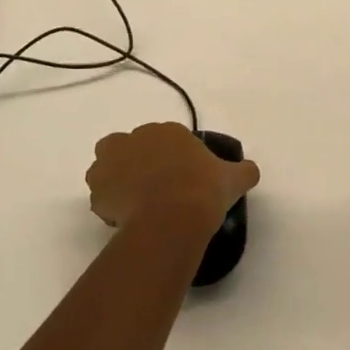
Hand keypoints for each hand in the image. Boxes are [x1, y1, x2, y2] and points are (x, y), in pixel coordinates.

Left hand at [85, 123, 259, 237]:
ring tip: (132, 201)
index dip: (171, 158)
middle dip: (138, 162)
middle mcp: (137, 138)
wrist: (173, 217)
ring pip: (107, 163)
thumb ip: (243, 172)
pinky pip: (99, 192)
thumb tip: (251, 170)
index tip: (180, 178)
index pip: (166, 138)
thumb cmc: (203, 191)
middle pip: (131, 145)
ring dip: (115, 176)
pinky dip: (107, 202)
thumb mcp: (232, 180)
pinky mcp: (98, 187)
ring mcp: (113, 161)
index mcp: (169, 131)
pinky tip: (122, 218)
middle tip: (153, 189)